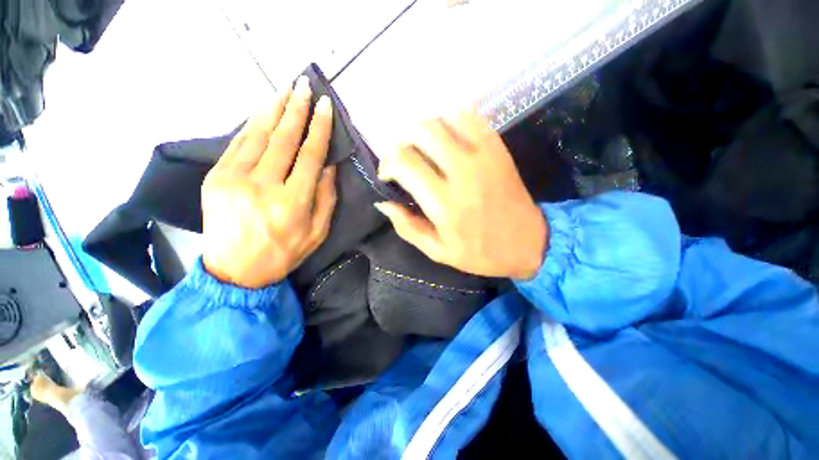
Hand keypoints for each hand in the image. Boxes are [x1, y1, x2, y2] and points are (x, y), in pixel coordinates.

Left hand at [202, 77, 336, 287]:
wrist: (235, 271)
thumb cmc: (285, 253)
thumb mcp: (318, 231)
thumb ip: (326, 197)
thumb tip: (327, 165)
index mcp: (292, 202)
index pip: (309, 155)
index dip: (319, 129)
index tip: (325, 106)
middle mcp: (263, 185)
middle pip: (282, 138)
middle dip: (296, 109)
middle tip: (304, 86)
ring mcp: (234, 179)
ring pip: (258, 135)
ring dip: (273, 109)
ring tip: (285, 90)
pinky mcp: (216, 178)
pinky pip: (237, 144)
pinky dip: (252, 125)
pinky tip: (263, 112)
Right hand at [375, 111, 546, 279]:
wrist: (528, 243)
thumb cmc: (480, 252)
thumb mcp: (438, 252)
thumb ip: (408, 227)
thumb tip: (383, 203)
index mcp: (444, 204)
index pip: (404, 164)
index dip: (388, 164)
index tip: (388, 174)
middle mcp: (462, 173)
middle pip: (421, 132)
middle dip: (402, 141)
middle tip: (403, 157)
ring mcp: (483, 156)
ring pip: (443, 120)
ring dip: (425, 130)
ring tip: (423, 148)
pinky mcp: (497, 149)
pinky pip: (470, 118)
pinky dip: (451, 122)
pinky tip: (448, 139)